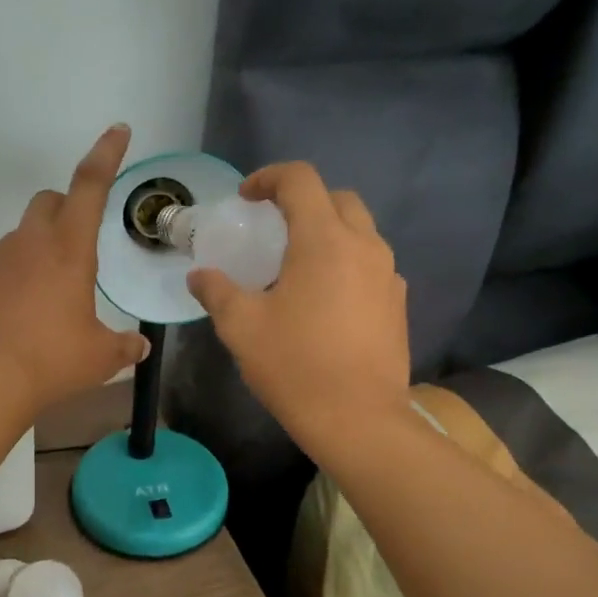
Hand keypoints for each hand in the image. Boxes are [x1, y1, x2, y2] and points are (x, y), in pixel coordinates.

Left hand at [0, 125, 149, 415]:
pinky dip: (8, 282)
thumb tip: (138, 348)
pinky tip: (12, 318)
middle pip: (47, 201)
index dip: (106, 154)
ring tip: (43, 300)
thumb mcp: (100, 358)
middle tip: (76, 248)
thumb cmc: (52, 362)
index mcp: (69, 250)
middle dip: (64, 210)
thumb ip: (123, 347)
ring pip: (19, 238)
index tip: (117, 130)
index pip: (90, 186)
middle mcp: (28, 244)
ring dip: (36, 253)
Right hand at [187, 161, 409, 453]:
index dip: (269, 178)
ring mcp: (388, 275)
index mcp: (323, 240)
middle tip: (274, 227)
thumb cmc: (294, 366)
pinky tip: (327, 300)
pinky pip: (372, 265)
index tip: (246, 198)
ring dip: (329, 232)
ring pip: (360, 231)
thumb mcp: (241, 327)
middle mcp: (364, 245)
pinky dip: (347, 264)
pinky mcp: (398, 303)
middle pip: (337, 198)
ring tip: (299, 266)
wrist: (357, 418)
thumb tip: (199, 276)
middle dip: (304, 201)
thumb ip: (217, 292)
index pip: (300, 180)